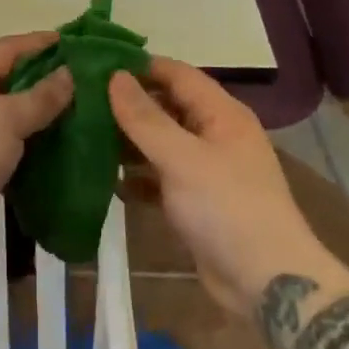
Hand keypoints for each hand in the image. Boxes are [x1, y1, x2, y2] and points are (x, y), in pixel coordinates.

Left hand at [0, 32, 74, 274]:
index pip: (8, 48)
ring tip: (75, 117)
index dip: (41, 43)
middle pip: (5, 80)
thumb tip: (68, 72)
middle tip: (83, 83)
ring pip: (3, 116)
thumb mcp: (6, 119)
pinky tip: (50, 153)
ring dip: (35, 117)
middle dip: (42, 80)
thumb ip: (40, 96)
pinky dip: (23, 147)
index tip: (77, 43)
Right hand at [109, 58, 337, 311]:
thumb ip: (145, 118)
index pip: (176, 74)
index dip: (139, 66)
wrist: (267, 284)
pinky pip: (161, 178)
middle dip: (128, 104)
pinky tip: (106, 180)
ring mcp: (206, 170)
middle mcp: (215, 134)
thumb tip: (114, 76)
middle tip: (81, 100)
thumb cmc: (226, 208)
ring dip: (129, 141)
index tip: (96, 64)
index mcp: (221, 113)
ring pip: (161, 143)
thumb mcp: (181, 158)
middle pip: (167, 107)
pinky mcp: (196, 202)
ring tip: (84, 135)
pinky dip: (138, 177)